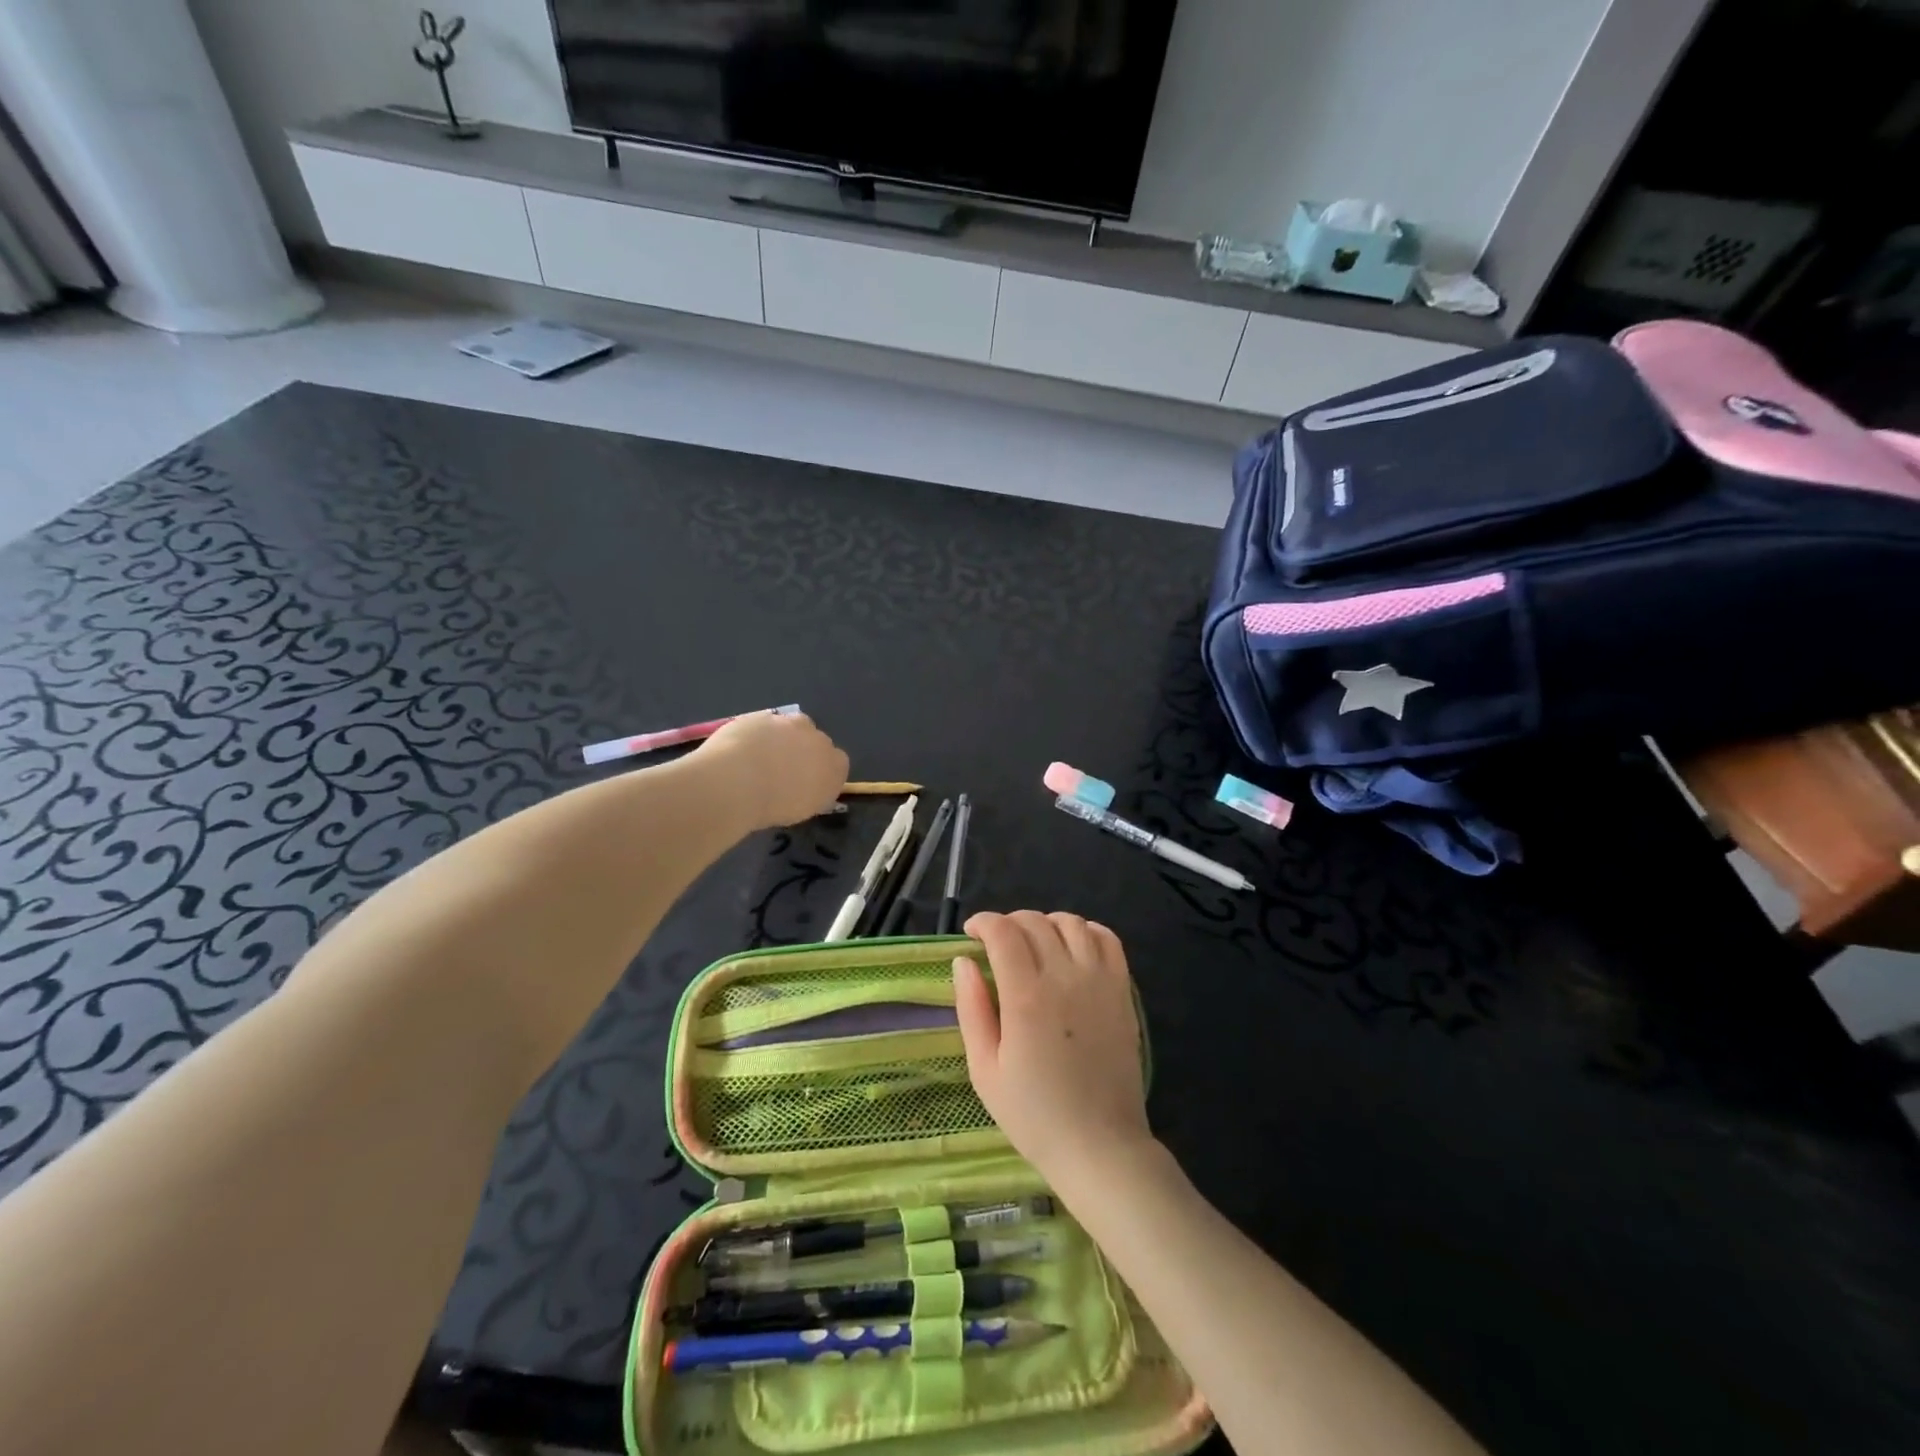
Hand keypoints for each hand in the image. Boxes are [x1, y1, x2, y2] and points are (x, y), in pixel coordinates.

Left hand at [692, 711, 847, 828]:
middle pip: (816, 741)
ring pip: (791, 727)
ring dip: (781, 738)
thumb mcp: (802, 811)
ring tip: (759, 758)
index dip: (821, 772)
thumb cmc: (774, 806)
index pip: (838, 764)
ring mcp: (791, 724)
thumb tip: (806, 790)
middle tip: (782, 771)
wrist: (738, 782)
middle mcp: (819, 740)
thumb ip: (811, 795)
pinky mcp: (764, 714)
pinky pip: (765, 724)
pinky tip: (741, 750)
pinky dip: (757, 734)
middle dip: (803, 751)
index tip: (806, 784)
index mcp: (835, 766)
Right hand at [953, 911, 1152, 1191]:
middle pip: (1035, 922)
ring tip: (1034, 945)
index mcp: (1025, 996)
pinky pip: (1108, 940)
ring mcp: (1099, 981)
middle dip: (1009, 923)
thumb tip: (963, 961)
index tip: (972, 934)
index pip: (1003, 932)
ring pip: (1071, 923)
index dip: (983, 922)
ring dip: (1046, 924)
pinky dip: (1087, 931)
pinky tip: (1073, 948)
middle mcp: (1064, 977)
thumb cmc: (1034, 1115)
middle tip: (997, 945)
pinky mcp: (1122, 991)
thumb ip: (972, 1008)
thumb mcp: (985, 1070)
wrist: (1099, 1146)